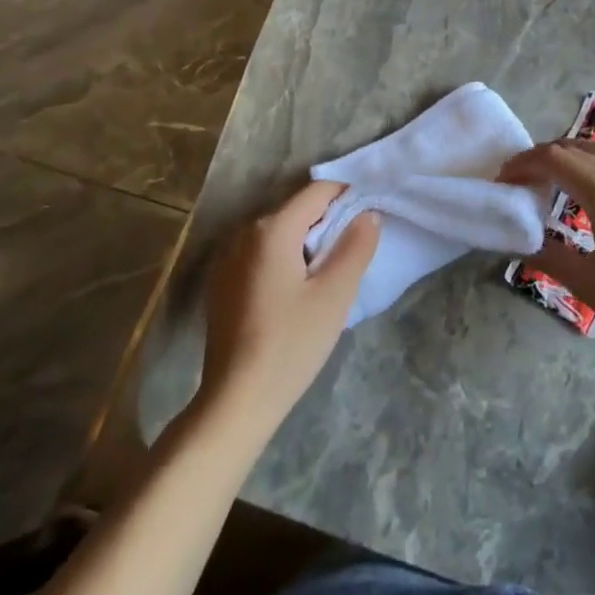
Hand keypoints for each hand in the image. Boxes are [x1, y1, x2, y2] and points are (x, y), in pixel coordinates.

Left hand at [199, 181, 379, 429]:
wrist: (235, 402)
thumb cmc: (290, 344)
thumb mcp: (335, 294)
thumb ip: (356, 246)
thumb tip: (368, 213)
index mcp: (272, 229)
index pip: (317, 191)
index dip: (348, 194)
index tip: (372, 212)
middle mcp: (244, 233)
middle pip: (297, 209)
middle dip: (329, 219)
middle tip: (356, 246)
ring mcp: (227, 258)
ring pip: (279, 232)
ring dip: (307, 240)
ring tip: (331, 269)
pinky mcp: (222, 283)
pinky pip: (262, 253)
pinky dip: (285, 257)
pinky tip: (298, 290)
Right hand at [500, 139, 594, 363]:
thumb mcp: (588, 284)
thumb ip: (550, 257)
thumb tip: (519, 241)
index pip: (555, 159)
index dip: (524, 164)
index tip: (501, 181)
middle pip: (575, 146)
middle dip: (542, 155)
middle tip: (518, 179)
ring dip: (568, 155)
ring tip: (546, 180)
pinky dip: (588, 166)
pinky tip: (581, 196)